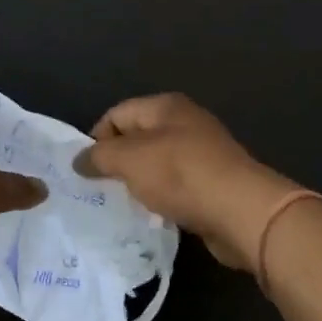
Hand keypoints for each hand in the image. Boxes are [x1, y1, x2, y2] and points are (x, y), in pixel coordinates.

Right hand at [73, 93, 298, 272]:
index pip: (117, 114)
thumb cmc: (180, 175)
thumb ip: (99, 156)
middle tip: (100, 190)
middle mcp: (184, 122)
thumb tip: (79, 160)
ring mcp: (202, 153)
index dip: (97, 139)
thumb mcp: (129, 160)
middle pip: (137, 138)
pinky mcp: (213, 182)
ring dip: (139, 183)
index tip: (86, 171)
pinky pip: (175, 186)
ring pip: (156, 164)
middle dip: (117, 162)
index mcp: (165, 106)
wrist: (242, 211)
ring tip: (124, 204)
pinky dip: (161, 197)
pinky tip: (154, 214)